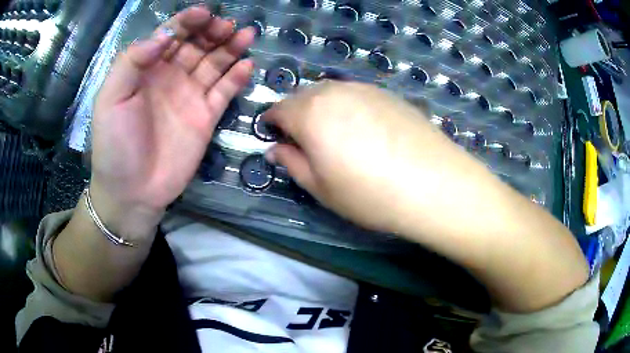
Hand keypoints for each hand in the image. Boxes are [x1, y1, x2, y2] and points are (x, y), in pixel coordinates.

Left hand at [91, 7, 254, 238]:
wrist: (132, 191)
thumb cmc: (115, 145)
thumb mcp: (110, 99)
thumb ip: (132, 62)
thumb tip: (164, 35)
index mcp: (146, 69)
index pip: (170, 35)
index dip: (186, 21)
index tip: (204, 13)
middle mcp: (170, 77)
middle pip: (196, 45)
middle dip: (212, 31)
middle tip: (226, 26)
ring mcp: (189, 96)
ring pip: (214, 63)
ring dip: (230, 47)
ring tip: (244, 35)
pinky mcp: (205, 117)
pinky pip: (224, 91)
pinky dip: (237, 77)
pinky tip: (247, 64)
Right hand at [263, 81, 484, 234]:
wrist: (434, 184)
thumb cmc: (369, 194)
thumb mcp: (321, 187)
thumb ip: (292, 163)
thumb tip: (275, 149)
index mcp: (309, 113)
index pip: (278, 109)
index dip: (272, 123)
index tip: (274, 136)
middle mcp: (334, 91)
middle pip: (303, 96)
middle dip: (296, 113)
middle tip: (304, 139)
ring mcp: (364, 88)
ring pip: (330, 92)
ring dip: (322, 108)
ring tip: (334, 134)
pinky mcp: (388, 93)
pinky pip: (356, 94)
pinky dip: (348, 106)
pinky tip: (364, 129)